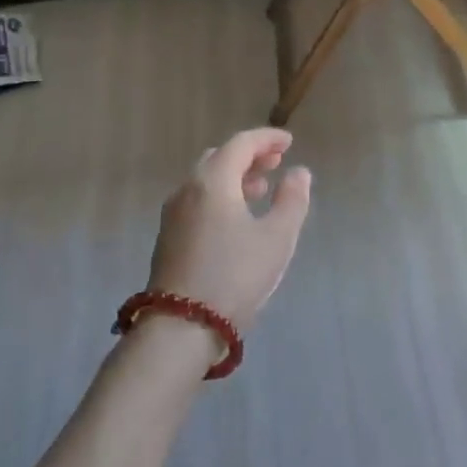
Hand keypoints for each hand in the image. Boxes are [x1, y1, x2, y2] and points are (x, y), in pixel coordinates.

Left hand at [147, 128, 312, 335]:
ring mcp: (173, 214)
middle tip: (275, 163)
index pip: (241, 144)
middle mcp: (187, 189)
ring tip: (260, 188)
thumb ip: (292, 199)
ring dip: (234, 176)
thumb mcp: (277, 238)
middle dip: (249, 155)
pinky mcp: (168, 237)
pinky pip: (197, 199)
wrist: (181, 327)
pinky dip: (220, 194)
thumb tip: (298, 173)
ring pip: (205, 179)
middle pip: (219, 157)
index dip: (267, 139)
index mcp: (213, 181)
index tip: (289, 141)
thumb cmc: (235, 276)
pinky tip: (236, 216)